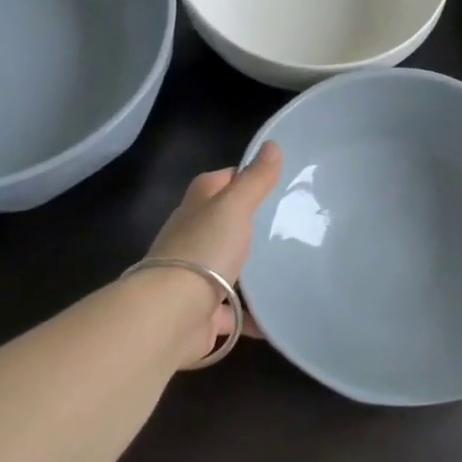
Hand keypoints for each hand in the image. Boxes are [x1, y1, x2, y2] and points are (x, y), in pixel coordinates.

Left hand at [144, 140, 281, 365]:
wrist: (171, 315)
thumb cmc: (203, 250)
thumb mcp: (234, 207)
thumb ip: (254, 180)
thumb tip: (271, 144)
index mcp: (195, 210)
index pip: (215, 183)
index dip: (238, 176)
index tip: (269, 179)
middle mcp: (190, 241)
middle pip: (220, 226)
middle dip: (246, 225)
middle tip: (287, 225)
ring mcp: (194, 279)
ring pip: (226, 269)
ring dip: (249, 272)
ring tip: (289, 269)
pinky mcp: (202, 315)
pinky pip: (233, 314)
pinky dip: (253, 317)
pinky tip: (278, 318)